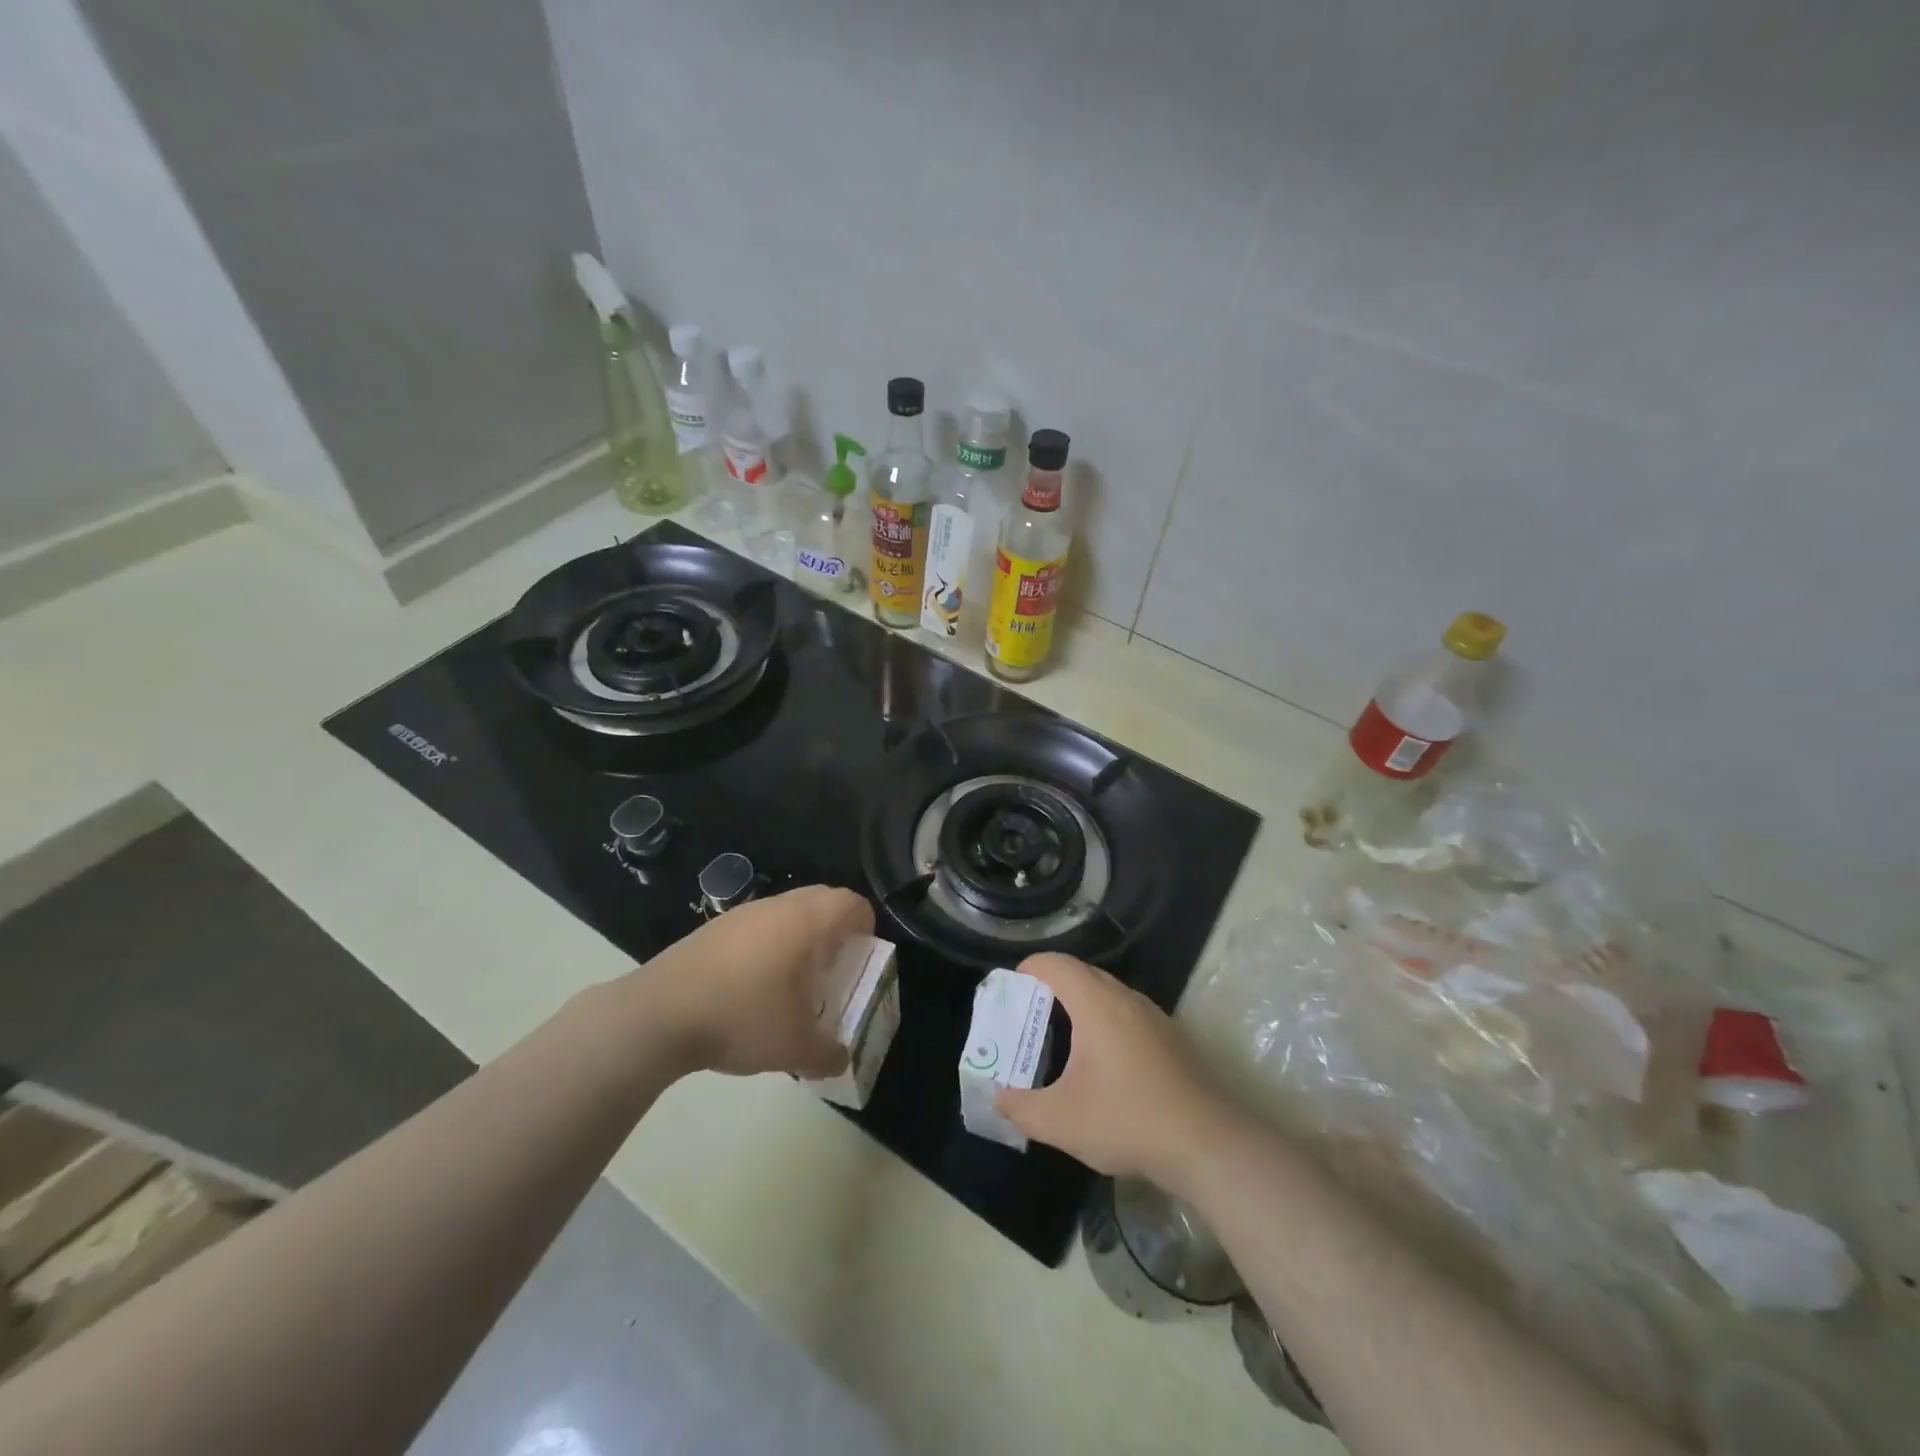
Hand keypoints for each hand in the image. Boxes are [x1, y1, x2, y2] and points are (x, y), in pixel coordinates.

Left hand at [638, 885, 873, 1078]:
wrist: (657, 1015)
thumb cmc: (741, 1017)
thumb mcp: (794, 1048)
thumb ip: (828, 1054)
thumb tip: (840, 1059)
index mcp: (805, 922)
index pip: (852, 903)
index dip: (867, 926)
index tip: (863, 957)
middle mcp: (777, 907)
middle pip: (822, 900)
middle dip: (836, 928)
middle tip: (835, 967)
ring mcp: (741, 914)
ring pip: (787, 911)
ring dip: (801, 936)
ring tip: (795, 980)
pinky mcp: (713, 929)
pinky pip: (757, 925)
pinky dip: (769, 944)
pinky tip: (753, 986)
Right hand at [994, 953, 1227, 1190]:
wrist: (1209, 1144)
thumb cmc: (1128, 1120)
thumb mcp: (1060, 1121)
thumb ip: (1020, 1107)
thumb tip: (998, 1098)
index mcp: (1097, 1003)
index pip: (1056, 964)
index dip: (1028, 969)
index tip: (1011, 991)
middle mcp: (1126, 998)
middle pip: (1082, 974)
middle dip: (1051, 988)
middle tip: (1029, 1017)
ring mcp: (1155, 1017)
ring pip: (1108, 994)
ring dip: (1081, 1006)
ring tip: (1062, 1040)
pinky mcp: (1172, 1039)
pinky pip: (1128, 1014)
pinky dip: (1106, 1023)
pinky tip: (1103, 1065)